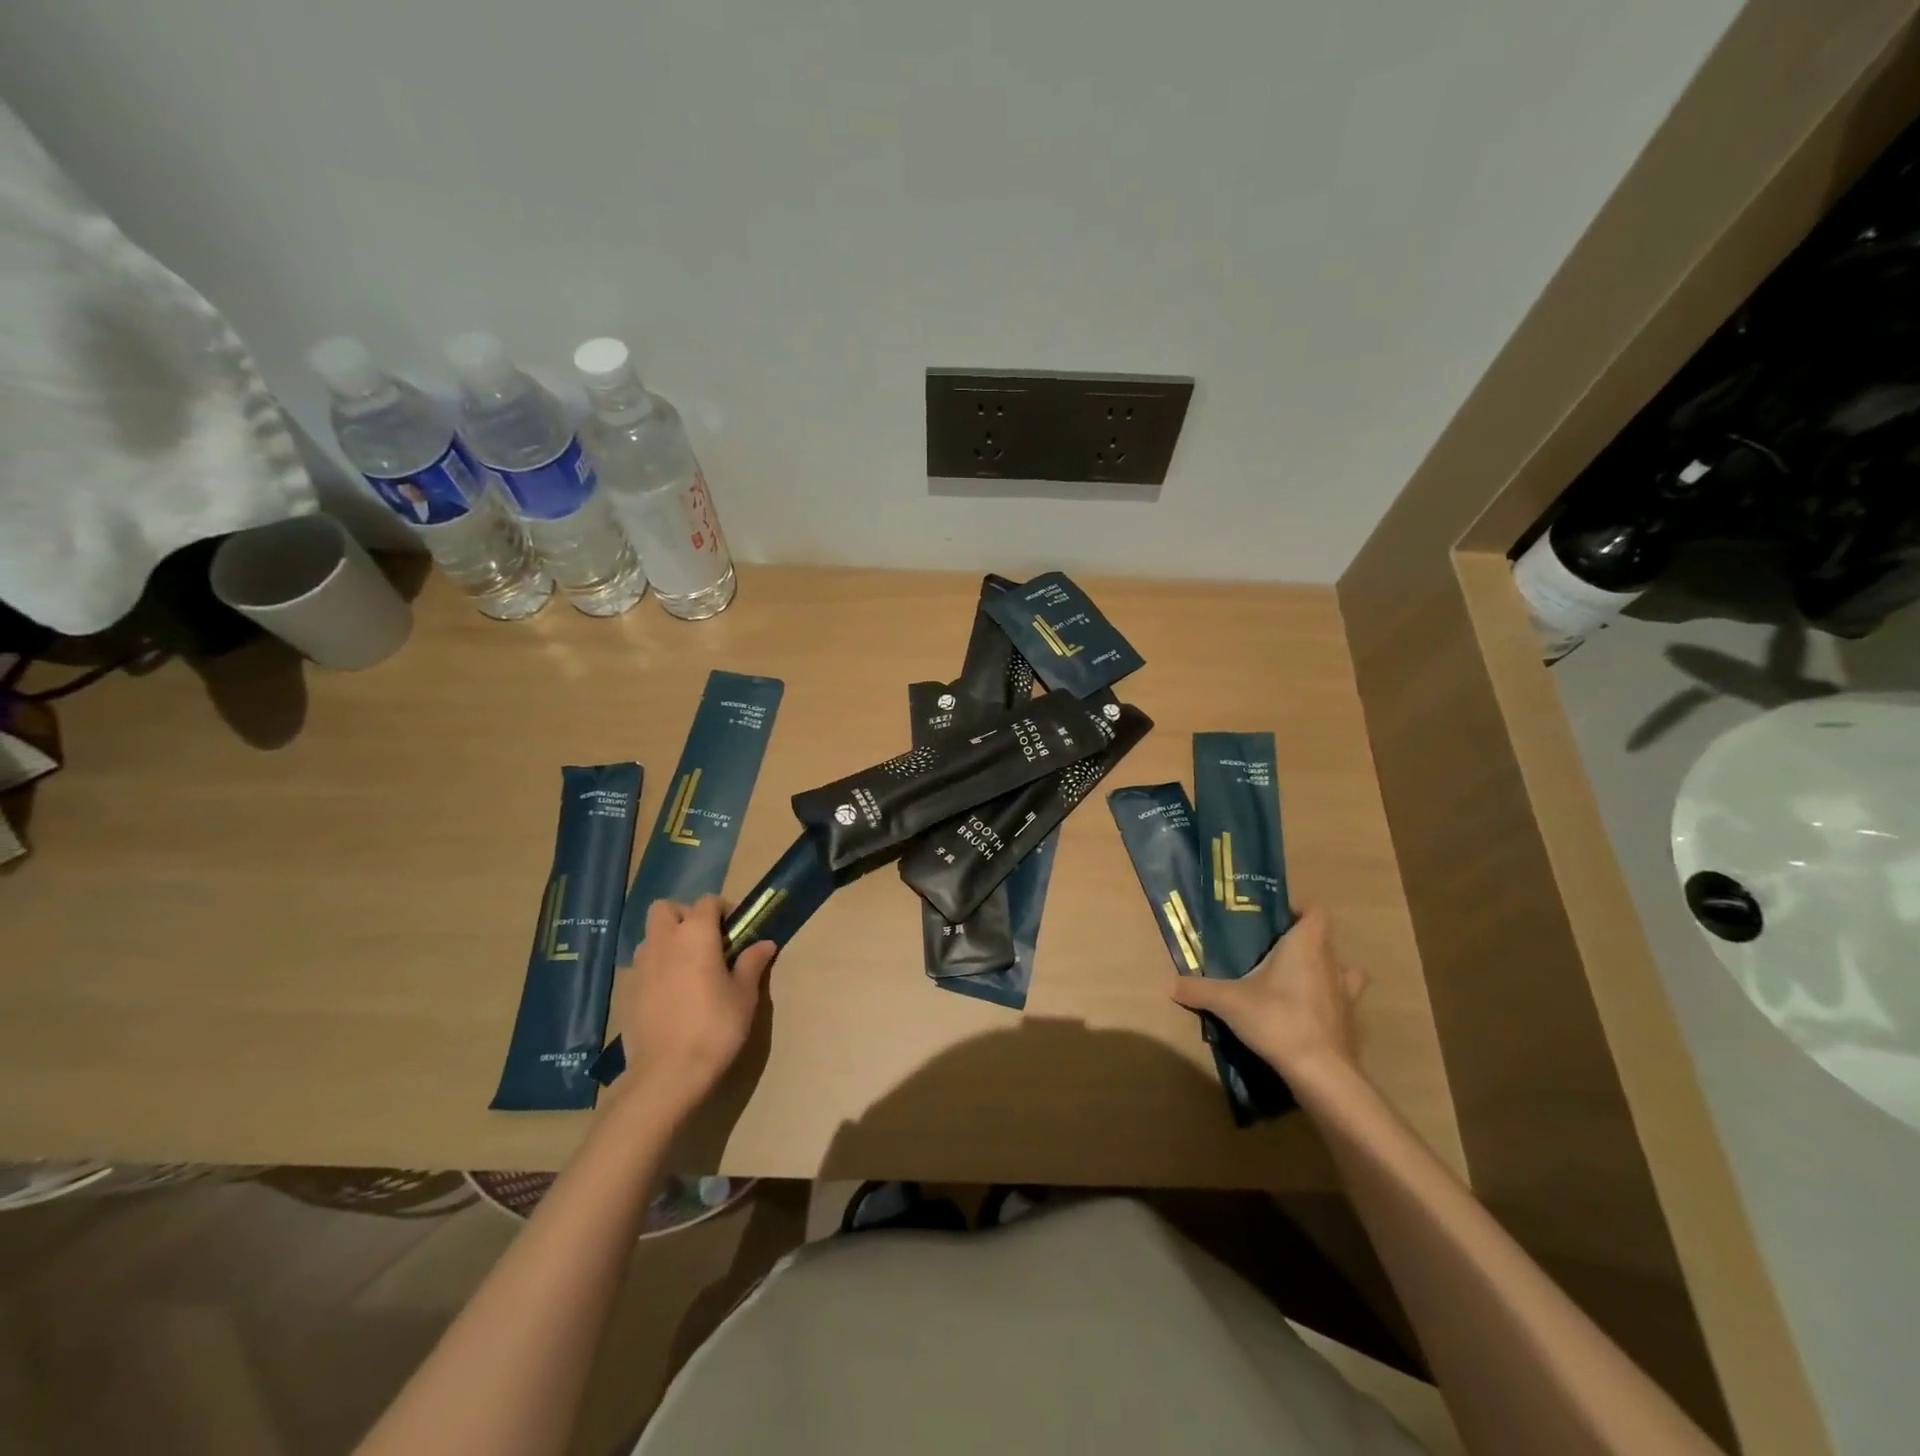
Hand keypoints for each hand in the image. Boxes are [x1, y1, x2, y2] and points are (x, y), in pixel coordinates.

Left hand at [615, 896, 776, 1116]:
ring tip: (686, 970)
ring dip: (667, 942)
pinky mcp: (624, 991)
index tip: (735, 931)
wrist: (666, 1073)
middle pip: (666, 908)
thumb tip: (764, 944)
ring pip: (650, 937)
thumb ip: (751, 963)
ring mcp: (639, 966)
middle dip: (684, 916)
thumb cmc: (715, 1027)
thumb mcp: (744, 995)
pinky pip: (640, 967)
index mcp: (695, 934)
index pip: (707, 901)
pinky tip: (668, 997)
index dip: (723, 910)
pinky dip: (654, 970)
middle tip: (704, 943)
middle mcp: (663, 941)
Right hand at [1168, 906, 1366, 1079]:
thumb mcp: (1228, 1001)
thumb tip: (1168, 983)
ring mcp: (1346, 993)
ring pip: (1342, 970)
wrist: (1320, 1071)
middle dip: (1302, 942)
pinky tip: (1307, 1014)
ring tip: (1296, 980)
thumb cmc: (1277, 1019)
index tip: (1276, 919)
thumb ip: (1198, 989)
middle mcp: (1331, 962)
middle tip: (1271, 951)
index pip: (1316, 911)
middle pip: (1324, 939)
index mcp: (1306, 945)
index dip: (1300, 910)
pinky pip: (1342, 1002)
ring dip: (1324, 970)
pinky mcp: (1350, 1021)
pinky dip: (1329, 1003)